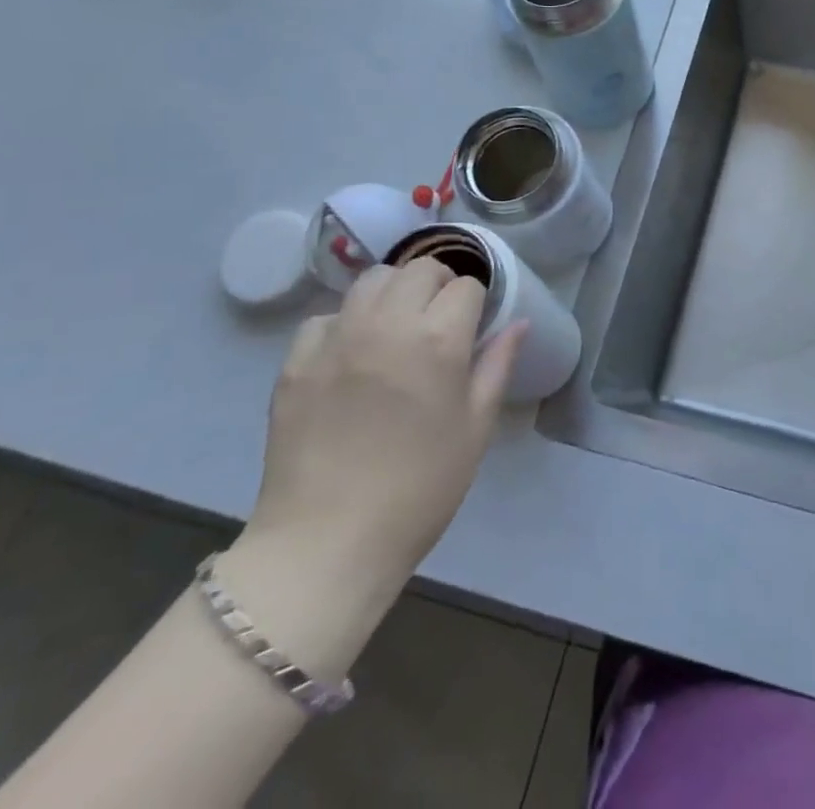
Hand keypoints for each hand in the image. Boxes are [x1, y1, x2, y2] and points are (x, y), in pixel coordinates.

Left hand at [242, 261, 523, 586]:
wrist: (327, 544)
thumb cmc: (420, 489)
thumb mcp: (476, 428)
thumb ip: (498, 365)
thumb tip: (519, 323)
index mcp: (438, 340)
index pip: (466, 287)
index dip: (477, 303)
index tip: (475, 326)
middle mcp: (387, 325)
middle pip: (419, 269)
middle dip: (439, 284)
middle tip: (441, 320)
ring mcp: (336, 340)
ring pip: (371, 280)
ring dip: (394, 292)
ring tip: (397, 325)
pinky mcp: (295, 362)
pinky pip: (325, 317)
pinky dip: (345, 323)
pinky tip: (351, 354)